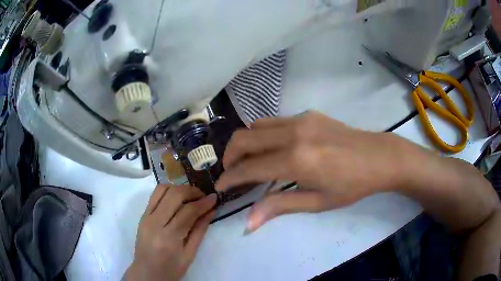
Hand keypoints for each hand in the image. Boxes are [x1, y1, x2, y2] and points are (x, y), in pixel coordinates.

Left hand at [124, 185, 216, 280]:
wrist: (147, 272)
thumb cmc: (171, 269)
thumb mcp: (190, 254)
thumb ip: (200, 231)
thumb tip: (211, 211)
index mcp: (169, 238)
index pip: (188, 212)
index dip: (203, 203)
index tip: (214, 198)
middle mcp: (154, 223)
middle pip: (174, 195)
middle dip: (192, 191)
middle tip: (203, 196)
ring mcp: (146, 217)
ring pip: (162, 189)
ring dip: (179, 188)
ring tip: (191, 196)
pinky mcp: (142, 215)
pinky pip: (155, 195)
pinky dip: (168, 191)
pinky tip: (177, 199)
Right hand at [216, 112, 404, 232]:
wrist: (379, 157)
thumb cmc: (351, 185)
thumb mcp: (317, 202)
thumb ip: (279, 206)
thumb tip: (249, 222)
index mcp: (296, 160)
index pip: (249, 168)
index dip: (230, 178)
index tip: (220, 187)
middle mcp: (293, 134)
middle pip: (244, 138)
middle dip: (229, 156)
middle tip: (230, 173)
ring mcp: (300, 119)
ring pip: (256, 126)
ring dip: (244, 143)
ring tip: (247, 161)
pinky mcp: (307, 114)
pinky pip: (273, 122)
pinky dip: (262, 135)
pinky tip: (272, 149)